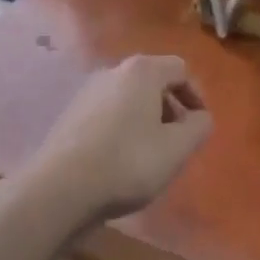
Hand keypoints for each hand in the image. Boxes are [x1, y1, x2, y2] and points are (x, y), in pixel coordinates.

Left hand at [32, 55, 212, 226]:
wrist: (58, 190)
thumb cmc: (127, 162)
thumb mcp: (176, 149)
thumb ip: (198, 127)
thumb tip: (201, 117)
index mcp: (143, 71)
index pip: (180, 69)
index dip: (196, 95)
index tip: (200, 125)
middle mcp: (114, 71)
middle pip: (153, 81)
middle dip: (171, 108)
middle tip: (177, 140)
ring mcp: (88, 92)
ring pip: (129, 98)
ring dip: (146, 120)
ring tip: (150, 154)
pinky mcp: (70, 115)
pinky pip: (108, 114)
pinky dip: (121, 129)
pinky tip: (120, 161)